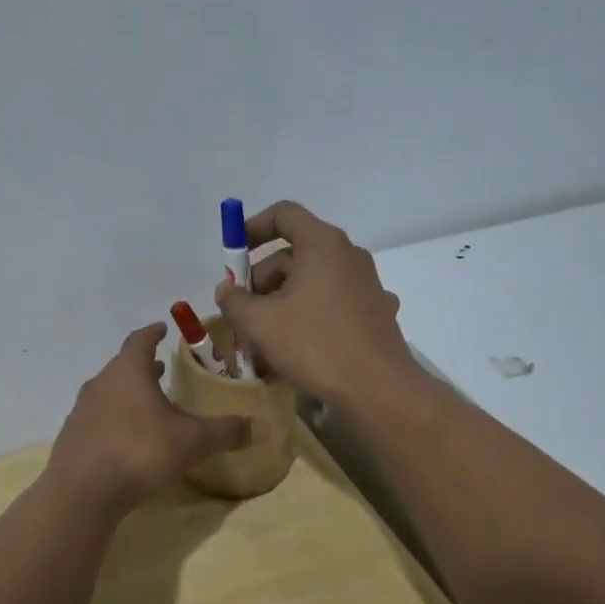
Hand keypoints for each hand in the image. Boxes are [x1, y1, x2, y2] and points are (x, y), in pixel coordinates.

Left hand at [47, 324, 251, 512]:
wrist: (81, 493)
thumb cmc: (139, 451)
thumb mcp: (191, 442)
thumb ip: (225, 432)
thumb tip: (262, 426)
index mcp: (128, 371)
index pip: (140, 340)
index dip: (153, 333)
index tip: (163, 328)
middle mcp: (101, 383)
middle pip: (123, 366)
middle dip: (143, 366)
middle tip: (162, 368)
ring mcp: (81, 411)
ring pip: (109, 392)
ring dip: (128, 393)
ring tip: (148, 403)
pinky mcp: (72, 438)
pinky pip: (98, 419)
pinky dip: (115, 419)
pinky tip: (128, 438)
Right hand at [214, 201, 417, 405]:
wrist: (378, 389)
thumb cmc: (315, 345)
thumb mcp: (260, 323)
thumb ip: (234, 300)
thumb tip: (226, 290)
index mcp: (322, 244)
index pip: (284, 214)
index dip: (252, 228)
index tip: (233, 255)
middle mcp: (348, 255)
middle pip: (295, 253)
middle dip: (262, 280)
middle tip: (242, 312)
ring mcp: (366, 284)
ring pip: (313, 281)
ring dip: (282, 301)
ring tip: (263, 338)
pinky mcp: (376, 312)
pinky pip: (333, 303)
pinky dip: (310, 315)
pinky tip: (299, 347)